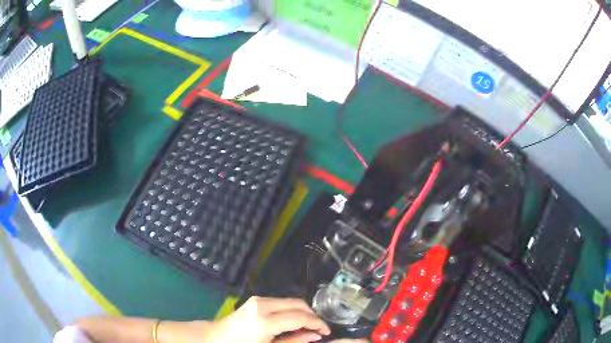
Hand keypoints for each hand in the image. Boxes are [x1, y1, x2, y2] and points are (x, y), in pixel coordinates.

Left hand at [202, 296, 330, 342]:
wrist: (216, 338)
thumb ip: (294, 341)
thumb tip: (316, 336)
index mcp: (266, 320)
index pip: (301, 317)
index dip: (317, 323)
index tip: (327, 331)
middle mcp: (263, 305)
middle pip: (298, 304)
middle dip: (312, 315)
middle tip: (319, 329)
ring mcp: (258, 300)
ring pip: (291, 301)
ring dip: (302, 312)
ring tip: (307, 327)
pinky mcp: (256, 299)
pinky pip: (281, 302)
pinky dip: (291, 310)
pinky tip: (293, 322)